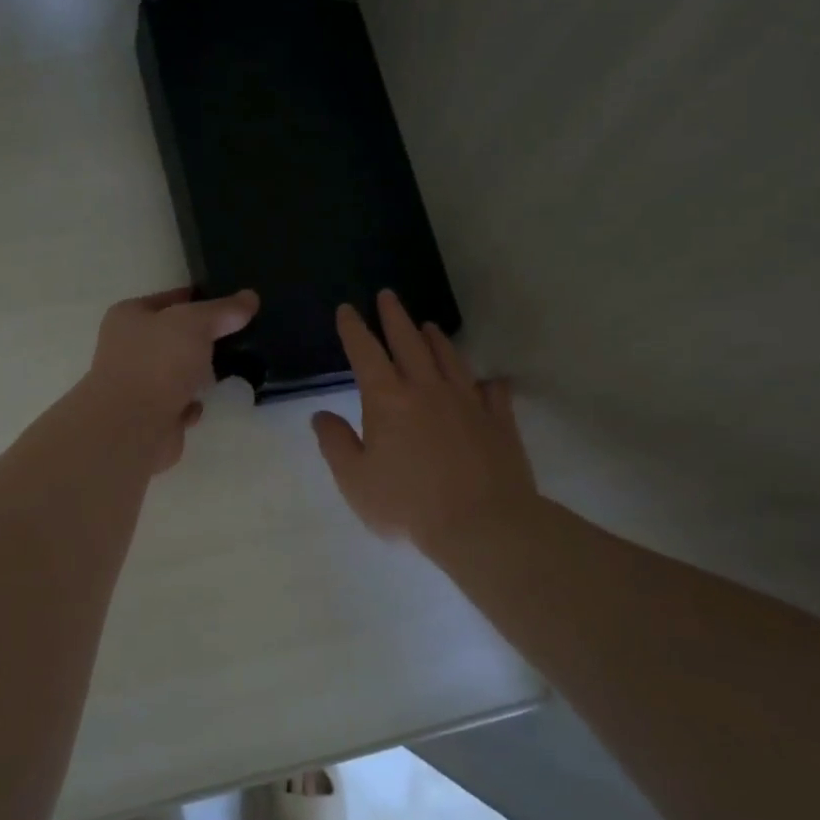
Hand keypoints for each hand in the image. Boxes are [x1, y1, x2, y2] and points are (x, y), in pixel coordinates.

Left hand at [83, 286, 258, 472]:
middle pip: (175, 337)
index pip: (170, 299)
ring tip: (233, 367)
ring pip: (178, 371)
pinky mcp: (151, 415)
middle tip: (240, 335)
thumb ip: (223, 310)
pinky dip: (193, 403)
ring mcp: (137, 383)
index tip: (233, 304)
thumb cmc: (158, 362)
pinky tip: (206, 402)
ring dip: (200, 374)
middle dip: (204, 339)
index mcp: (129, 316)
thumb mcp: (195, 323)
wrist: (135, 427)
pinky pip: (179, 402)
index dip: (200, 299)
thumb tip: (250, 297)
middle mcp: (128, 347)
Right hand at [312, 290, 537, 560]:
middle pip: (409, 342)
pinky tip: (487, 380)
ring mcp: (467, 401)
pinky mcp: (498, 420)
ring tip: (428, 326)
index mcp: (388, 399)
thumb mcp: (355, 480)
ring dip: (435, 339)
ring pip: (449, 358)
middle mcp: (427, 389)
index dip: (354, 329)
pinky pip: (492, 391)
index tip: (347, 309)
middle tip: (388, 295)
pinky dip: (487, 381)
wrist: (482, 523)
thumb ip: (335, 444)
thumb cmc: (408, 504)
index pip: (365, 352)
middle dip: (395, 317)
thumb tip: (321, 415)